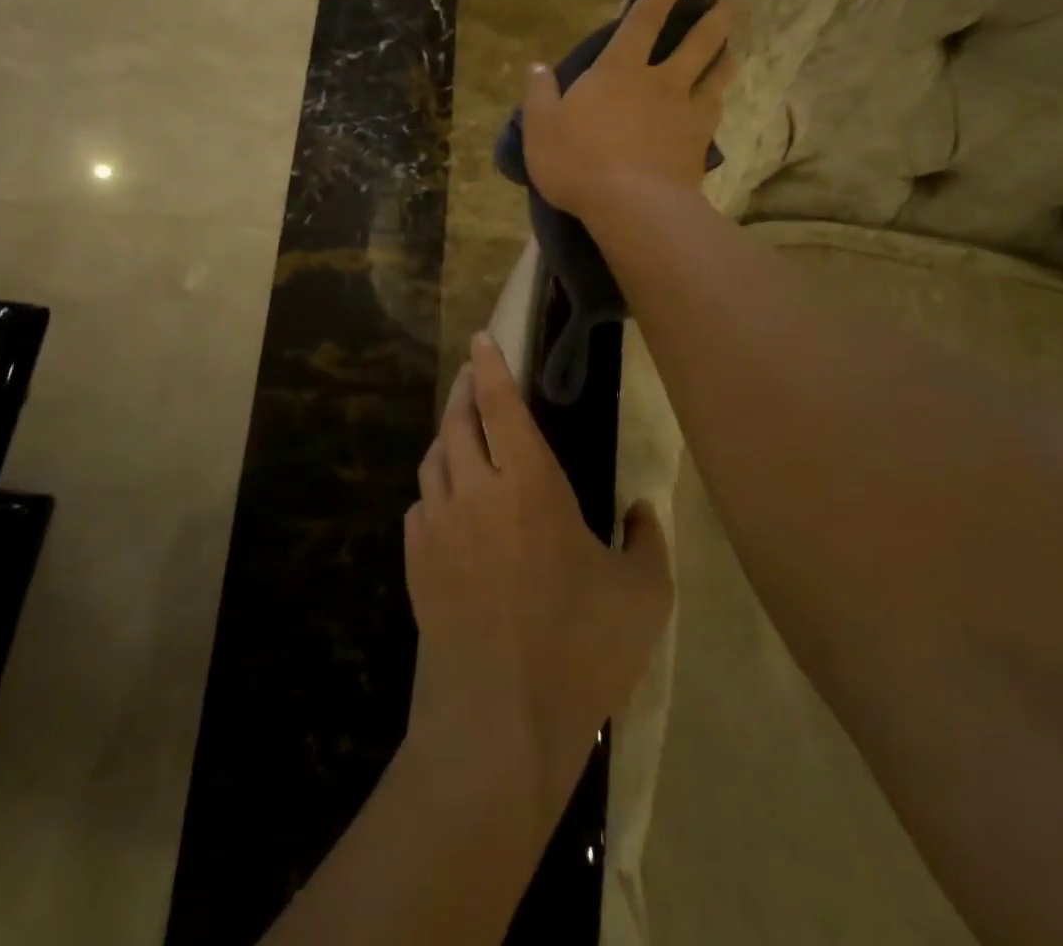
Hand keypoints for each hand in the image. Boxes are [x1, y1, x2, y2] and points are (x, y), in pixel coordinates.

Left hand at [403, 333, 671, 837]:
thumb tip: (639, 509)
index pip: (501, 405)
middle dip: (462, 389)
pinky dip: (435, 490)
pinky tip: (448, 504)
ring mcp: (437, 526)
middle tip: (471, 375)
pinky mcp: (416, 562)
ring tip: (461, 434)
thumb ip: (646, 540)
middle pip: (456, 420)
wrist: (496, 723)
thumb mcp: (642, 597)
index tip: (482, 338)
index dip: (490, 366)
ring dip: (447, 437)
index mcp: (529, 486)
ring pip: (433, 459)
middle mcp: (475, 491)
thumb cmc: (578, 652)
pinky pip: (421, 506)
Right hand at [521, 0, 732, 222]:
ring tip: (733, 50)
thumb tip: (536, 68)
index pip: (645, 19)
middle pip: (697, 43)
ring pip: (715, 77)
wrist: (631, 207)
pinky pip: (714, 116)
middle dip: (716, 20)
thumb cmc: (578, 162)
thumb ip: (539, 96)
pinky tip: (720, 105)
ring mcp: (685, 114)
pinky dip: (718, 104)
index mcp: (619, 71)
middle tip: (735, 3)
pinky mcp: (699, 146)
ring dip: (726, 59)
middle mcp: (660, 83)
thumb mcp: (540, 128)